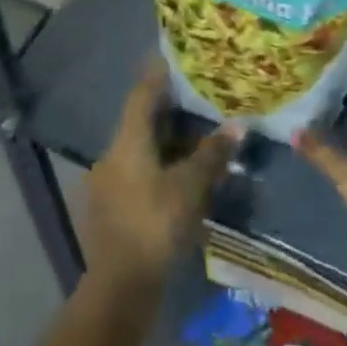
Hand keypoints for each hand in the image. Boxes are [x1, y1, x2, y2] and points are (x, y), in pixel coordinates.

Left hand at [84, 63, 238, 292]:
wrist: (119, 288)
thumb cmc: (155, 225)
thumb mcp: (190, 187)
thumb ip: (212, 155)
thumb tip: (237, 126)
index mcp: (127, 141)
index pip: (142, 94)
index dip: (158, 75)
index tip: (174, 58)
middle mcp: (113, 154)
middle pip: (142, 122)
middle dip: (170, 112)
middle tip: (198, 101)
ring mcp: (109, 183)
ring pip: (141, 150)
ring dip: (167, 144)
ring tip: (197, 141)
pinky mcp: (113, 209)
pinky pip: (139, 174)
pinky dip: (160, 169)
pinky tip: (181, 179)